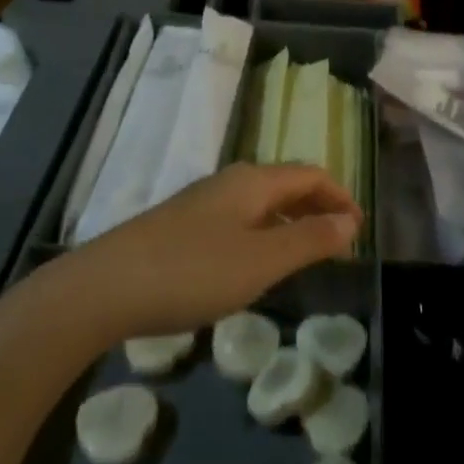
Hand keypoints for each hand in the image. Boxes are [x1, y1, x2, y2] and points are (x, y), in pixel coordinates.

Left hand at [70, 164, 360, 341]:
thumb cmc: (192, 272)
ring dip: (290, 223)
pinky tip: (253, 266)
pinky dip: (263, 235)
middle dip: (318, 208)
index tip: (361, 229)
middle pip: (286, 185)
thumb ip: (309, 239)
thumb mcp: (261, 260)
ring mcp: (200, 203)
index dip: (341, 197)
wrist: (103, 287)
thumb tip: (350, 220)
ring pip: (259, 204)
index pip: (311, 175)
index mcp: (253, 182)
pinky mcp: (179, 227)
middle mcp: (228, 183)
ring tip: (305, 255)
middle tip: (340, 243)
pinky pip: (237, 221)